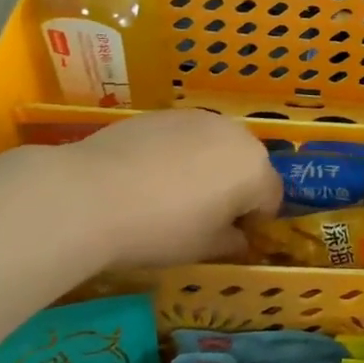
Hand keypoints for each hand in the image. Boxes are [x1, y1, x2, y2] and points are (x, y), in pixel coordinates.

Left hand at [60, 110, 282, 266]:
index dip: (255, 221)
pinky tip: (147, 176)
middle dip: (234, 188)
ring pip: (216, 147)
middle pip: (247, 165)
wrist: (92, 194)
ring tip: (172, 193)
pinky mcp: (164, 113)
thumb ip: (232, 242)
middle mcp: (236, 135)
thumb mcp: (204, 249)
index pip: (271, 197)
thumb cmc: (161, 228)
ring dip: (207, 167)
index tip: (231, 237)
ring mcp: (199, 118)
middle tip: (203, 216)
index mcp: (255, 169)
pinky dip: (177, 154)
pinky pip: (185, 137)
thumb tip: (238, 238)